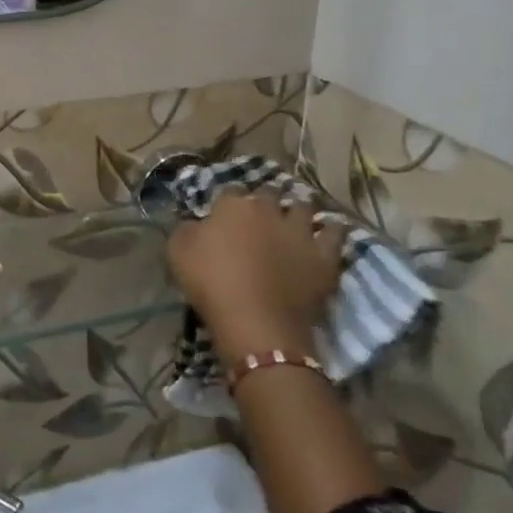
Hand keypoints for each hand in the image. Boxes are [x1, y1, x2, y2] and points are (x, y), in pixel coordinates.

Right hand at [166, 192, 344, 359]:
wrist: (256, 322)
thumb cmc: (211, 284)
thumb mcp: (177, 251)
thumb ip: (186, 228)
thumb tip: (196, 222)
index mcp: (233, 205)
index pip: (230, 190)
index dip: (227, 202)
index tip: (223, 216)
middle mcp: (268, 209)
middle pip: (269, 193)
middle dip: (265, 201)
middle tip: (258, 218)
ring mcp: (300, 231)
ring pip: (303, 207)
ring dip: (297, 211)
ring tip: (292, 222)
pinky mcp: (324, 256)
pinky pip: (334, 233)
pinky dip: (330, 231)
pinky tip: (325, 234)